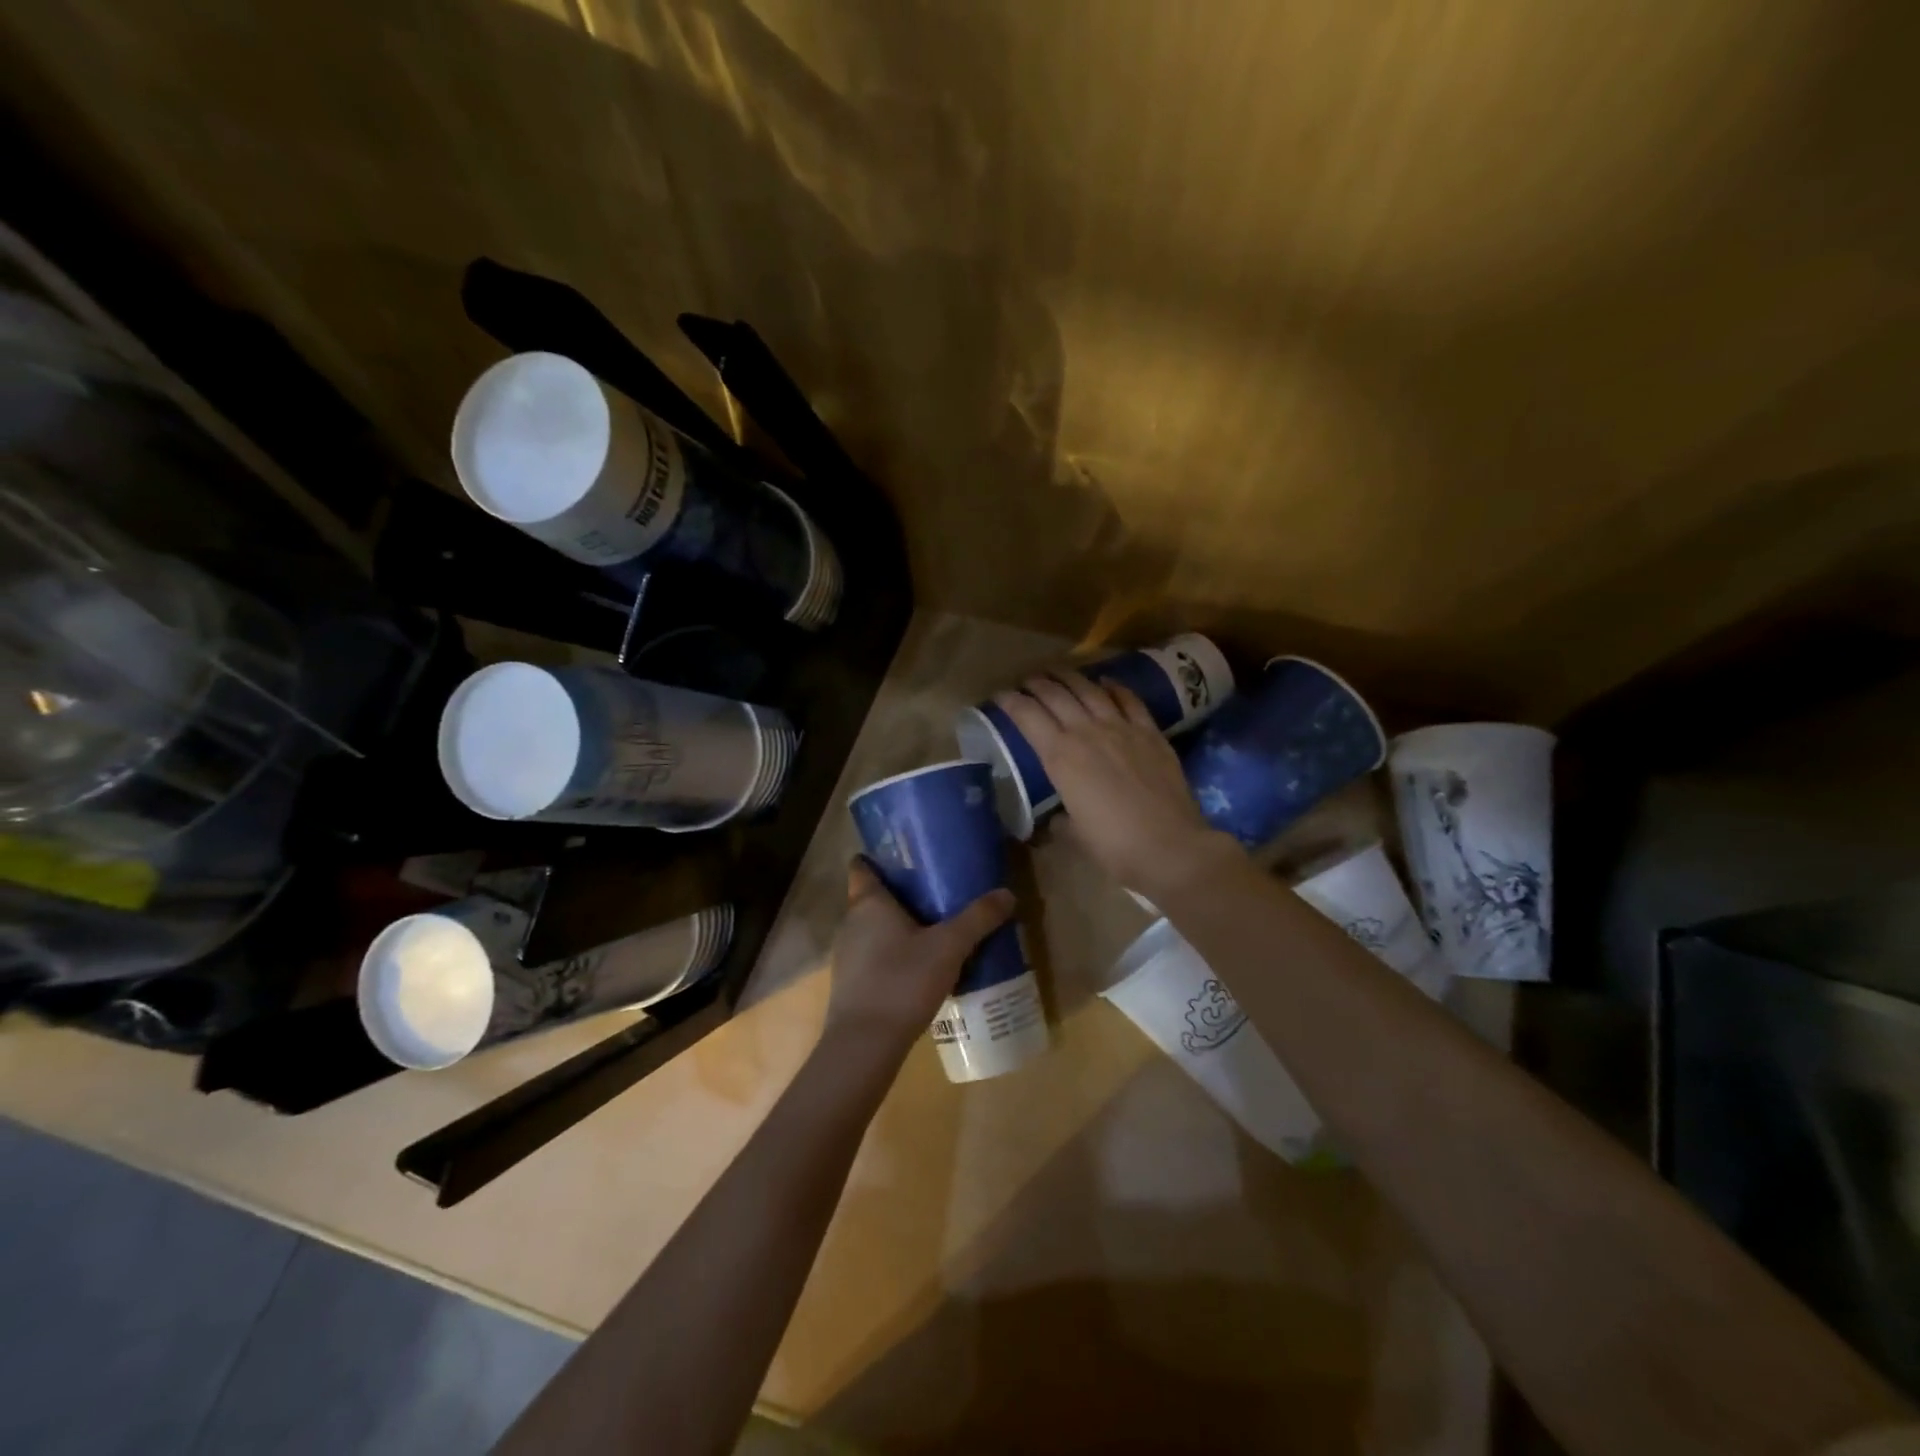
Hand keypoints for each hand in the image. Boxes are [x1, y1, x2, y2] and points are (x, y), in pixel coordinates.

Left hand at [824, 858, 1014, 1061]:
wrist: (865, 1044)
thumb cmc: (902, 981)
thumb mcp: (949, 947)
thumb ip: (978, 918)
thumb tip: (1007, 893)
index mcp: (868, 903)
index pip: (862, 866)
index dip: (879, 857)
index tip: (905, 856)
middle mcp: (851, 923)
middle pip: (871, 897)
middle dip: (899, 893)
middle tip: (934, 891)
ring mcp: (846, 955)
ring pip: (873, 929)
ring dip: (897, 927)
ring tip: (933, 929)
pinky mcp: (851, 984)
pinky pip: (873, 956)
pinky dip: (893, 954)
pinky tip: (919, 968)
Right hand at [994, 671, 1242, 901]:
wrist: (1171, 847)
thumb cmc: (1115, 847)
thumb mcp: (1076, 834)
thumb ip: (1062, 819)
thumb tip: (1059, 817)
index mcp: (1061, 757)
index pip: (1027, 717)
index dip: (1010, 702)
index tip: (1000, 696)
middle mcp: (1087, 732)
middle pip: (1056, 695)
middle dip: (1037, 684)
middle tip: (1027, 681)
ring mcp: (1122, 728)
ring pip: (1090, 690)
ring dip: (1070, 677)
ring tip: (1058, 672)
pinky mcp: (1151, 733)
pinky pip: (1129, 700)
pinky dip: (1114, 687)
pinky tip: (1106, 683)